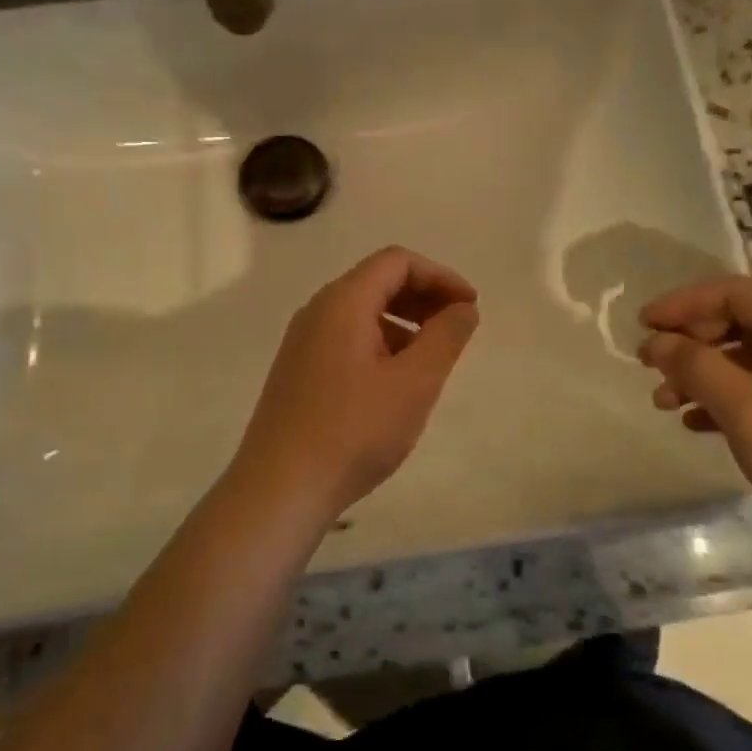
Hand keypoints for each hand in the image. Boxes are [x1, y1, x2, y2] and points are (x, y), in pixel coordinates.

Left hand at [229, 246, 479, 523]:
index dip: (440, 276)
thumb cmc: (355, 431)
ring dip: (403, 322)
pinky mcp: (297, 372)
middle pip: (377, 282)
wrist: (281, 488)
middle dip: (423, 297)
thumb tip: (463, 308)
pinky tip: (394, 383)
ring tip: (431, 360)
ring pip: (361, 313)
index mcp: (342, 302)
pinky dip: (380, 344)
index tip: (470, 307)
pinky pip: (345, 339)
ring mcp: (302, 343)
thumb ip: (445, 337)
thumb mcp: (414, 383)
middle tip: (457, 328)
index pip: (396, 262)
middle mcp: (317, 312)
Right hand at [637, 276, 751, 564]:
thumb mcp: (747, 408)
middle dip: (689, 342)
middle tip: (650, 367)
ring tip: (664, 403)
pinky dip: (724, 400)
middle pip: (738, 323)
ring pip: (746, 361)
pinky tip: (697, 424)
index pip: (732, 292)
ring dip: (701, 375)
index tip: (641, 324)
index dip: (682, 303)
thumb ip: (696, 367)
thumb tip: (657, 340)